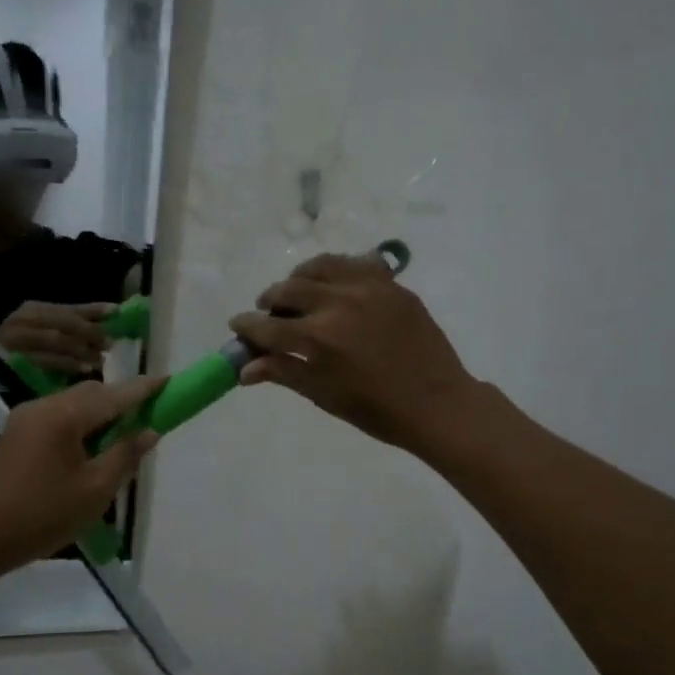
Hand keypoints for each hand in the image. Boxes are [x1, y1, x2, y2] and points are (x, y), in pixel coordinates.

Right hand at [0, 301, 115, 374]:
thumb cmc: (20, 351)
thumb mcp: (45, 333)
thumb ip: (72, 327)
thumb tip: (107, 324)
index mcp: (34, 309)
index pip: (69, 308)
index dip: (94, 310)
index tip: (116, 312)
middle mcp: (24, 319)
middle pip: (64, 322)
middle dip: (90, 332)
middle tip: (110, 343)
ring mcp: (16, 338)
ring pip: (55, 339)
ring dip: (81, 350)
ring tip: (100, 359)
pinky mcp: (12, 359)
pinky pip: (44, 360)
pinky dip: (66, 364)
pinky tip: (83, 370)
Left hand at [0, 377, 160, 570]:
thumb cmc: (43, 516)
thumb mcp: (95, 490)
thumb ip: (125, 454)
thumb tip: (149, 431)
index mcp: (63, 416)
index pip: (114, 395)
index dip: (144, 389)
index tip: (170, 381)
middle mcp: (42, 406)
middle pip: (92, 393)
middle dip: (122, 401)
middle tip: (150, 417)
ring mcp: (26, 418)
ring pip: (74, 404)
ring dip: (102, 414)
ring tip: (124, 437)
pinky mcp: (17, 434)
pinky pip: (59, 417)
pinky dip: (82, 424)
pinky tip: (94, 447)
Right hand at [230, 254, 480, 453]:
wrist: (437, 403)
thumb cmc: (377, 411)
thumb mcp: (324, 395)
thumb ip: (284, 373)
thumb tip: (245, 369)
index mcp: (318, 338)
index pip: (267, 326)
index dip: (247, 325)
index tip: (237, 324)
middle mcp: (338, 304)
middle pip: (289, 289)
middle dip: (270, 299)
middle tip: (268, 311)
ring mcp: (368, 289)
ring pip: (321, 266)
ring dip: (301, 277)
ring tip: (299, 290)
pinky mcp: (392, 286)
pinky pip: (357, 264)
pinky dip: (338, 270)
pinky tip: (336, 284)